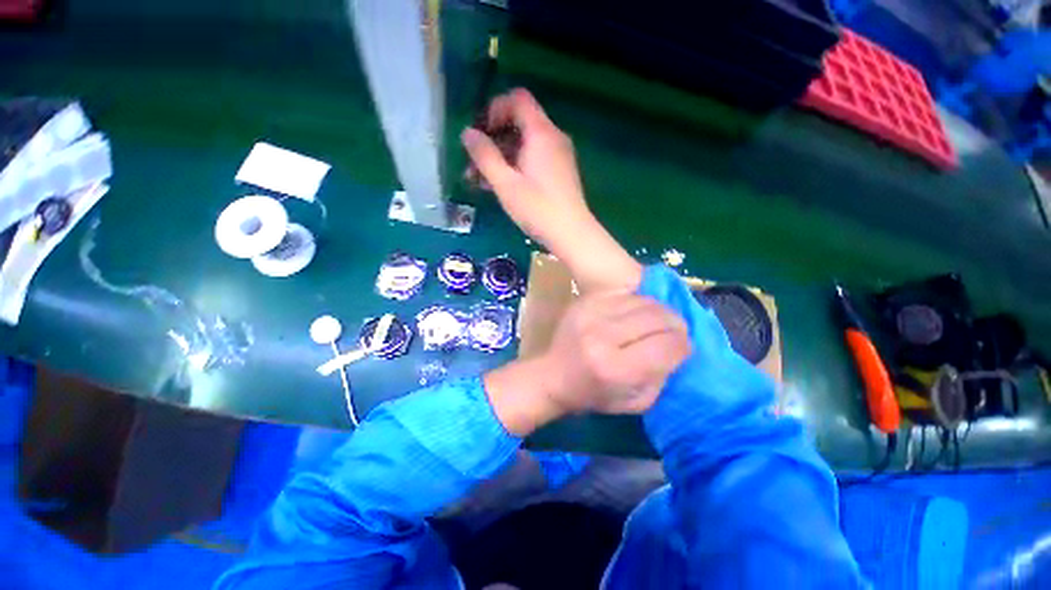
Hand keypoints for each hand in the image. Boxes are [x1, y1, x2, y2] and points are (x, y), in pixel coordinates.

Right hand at [462, 88, 590, 246]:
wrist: (572, 234)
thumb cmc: (538, 209)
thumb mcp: (505, 183)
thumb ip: (485, 156)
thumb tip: (468, 133)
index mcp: (541, 133)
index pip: (517, 99)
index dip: (494, 109)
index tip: (480, 134)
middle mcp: (553, 137)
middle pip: (519, 123)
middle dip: (493, 140)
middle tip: (473, 164)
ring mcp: (558, 155)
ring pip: (524, 145)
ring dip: (500, 157)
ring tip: (480, 181)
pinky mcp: (559, 172)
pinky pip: (534, 159)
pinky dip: (515, 166)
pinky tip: (499, 187)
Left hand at [484, 292, 691, 434]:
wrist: (552, 375)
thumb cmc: (593, 395)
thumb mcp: (636, 402)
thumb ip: (663, 376)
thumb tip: (679, 347)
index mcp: (615, 368)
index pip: (668, 345)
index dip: (684, 346)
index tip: (683, 350)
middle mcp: (602, 335)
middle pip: (658, 317)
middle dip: (676, 326)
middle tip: (675, 334)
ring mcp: (591, 313)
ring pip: (644, 301)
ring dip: (658, 312)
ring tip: (657, 324)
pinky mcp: (585, 300)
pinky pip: (626, 292)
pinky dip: (638, 303)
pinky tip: (636, 314)